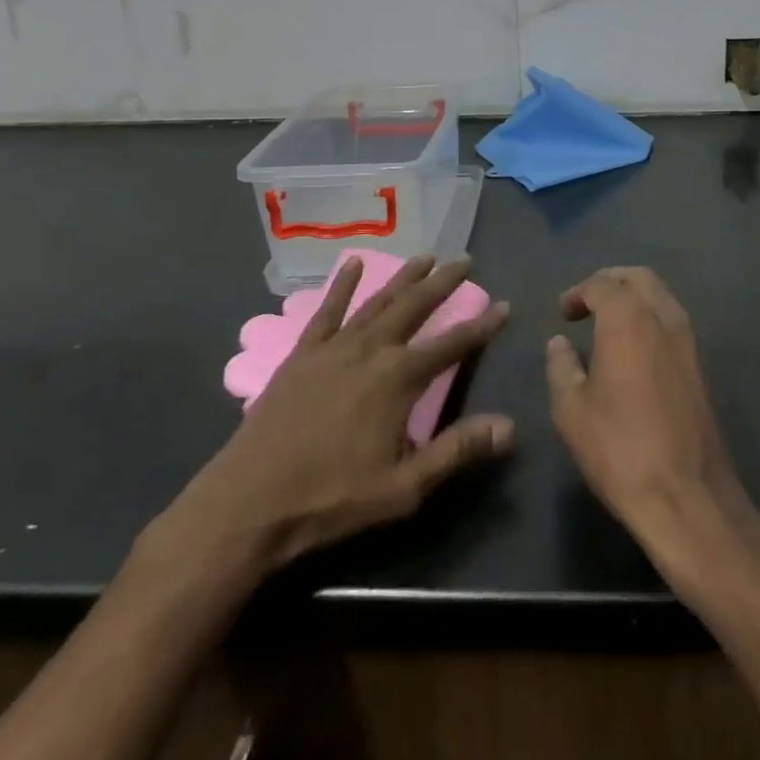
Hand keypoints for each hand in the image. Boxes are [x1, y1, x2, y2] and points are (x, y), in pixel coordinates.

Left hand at [157, 255, 512, 585]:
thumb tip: (510, 426)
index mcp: (399, 378)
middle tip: (465, 260)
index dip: (482, 326)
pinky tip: (352, 263)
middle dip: (443, 282)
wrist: (249, 503)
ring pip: (377, 300)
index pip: (452, 344)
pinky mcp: (302, 352)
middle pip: (415, 306)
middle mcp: (372, 349)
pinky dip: (342, 284)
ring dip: (403, 277)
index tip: (504, 306)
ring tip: (425, 256)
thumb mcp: (404, 486)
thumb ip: (457, 450)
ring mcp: (334, 346)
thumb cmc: (332, 498)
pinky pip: (327, 309)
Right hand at [546, 267, 749, 556]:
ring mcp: (687, 340)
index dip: (578, 292)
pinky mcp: (700, 365)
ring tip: (608, 322)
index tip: (563, 312)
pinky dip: (650, 318)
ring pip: (661, 296)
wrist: (687, 495)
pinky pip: (672, 320)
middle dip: (610, 281)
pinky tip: (633, 347)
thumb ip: (561, 367)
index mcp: (628, 319)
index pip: (602, 284)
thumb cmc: (620, 448)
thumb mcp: (571, 410)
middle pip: (638, 277)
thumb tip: (560, 343)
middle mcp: (662, 317)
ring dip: (634, 297)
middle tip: (587, 302)